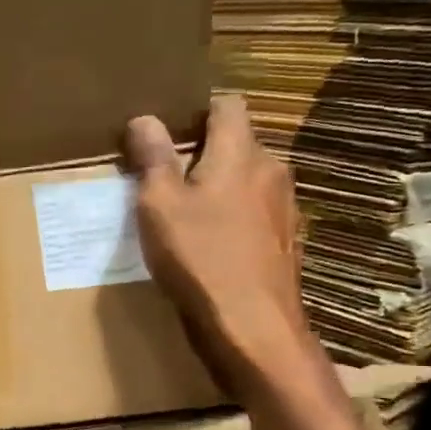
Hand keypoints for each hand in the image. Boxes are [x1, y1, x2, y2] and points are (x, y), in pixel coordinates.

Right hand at [126, 95, 312, 381]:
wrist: (252, 325)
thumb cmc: (200, 257)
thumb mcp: (159, 205)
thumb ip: (152, 158)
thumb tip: (144, 118)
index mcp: (241, 151)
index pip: (228, 104)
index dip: (198, 110)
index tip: (168, 131)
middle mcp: (271, 169)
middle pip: (238, 142)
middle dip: (204, 152)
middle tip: (165, 176)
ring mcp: (284, 206)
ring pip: (247, 179)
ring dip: (219, 186)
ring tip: (185, 213)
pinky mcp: (286, 240)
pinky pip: (255, 212)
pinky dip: (233, 216)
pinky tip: (211, 244)